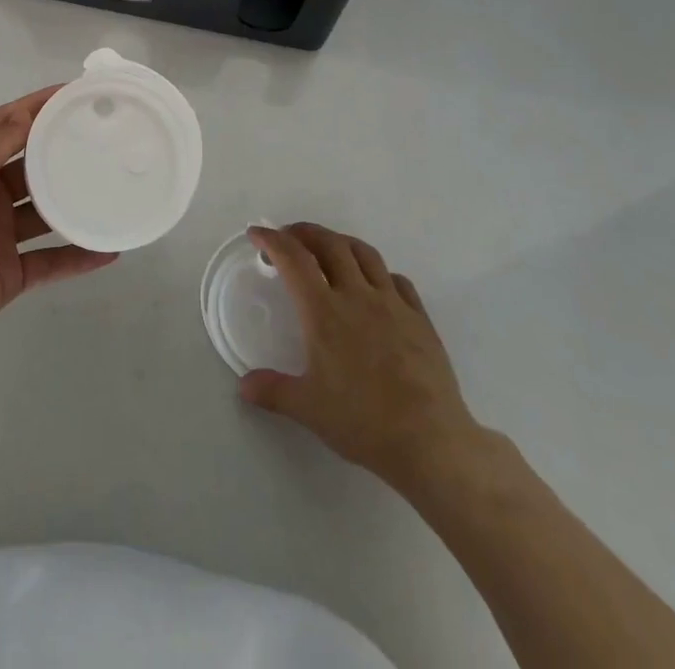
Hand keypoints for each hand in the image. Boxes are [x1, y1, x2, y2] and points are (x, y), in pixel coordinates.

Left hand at [0, 86, 117, 354]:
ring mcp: (0, 236)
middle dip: (61, 153)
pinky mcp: (11, 274)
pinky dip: (78, 258)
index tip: (72, 93)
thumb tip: (29, 113)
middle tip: (102, 139)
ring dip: (73, 205)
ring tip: (111, 189)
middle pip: (31, 168)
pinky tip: (109, 249)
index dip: (36, 108)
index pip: (7, 126)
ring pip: (45, 215)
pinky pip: (52, 262)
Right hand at [240, 223, 483, 500]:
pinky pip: (397, 280)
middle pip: (329, 244)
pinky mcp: (419, 318)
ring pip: (364, 253)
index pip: (293, 259)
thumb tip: (243, 385)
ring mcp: (392, 303)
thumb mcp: (308, 409)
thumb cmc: (363, 422)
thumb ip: (272, 391)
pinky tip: (375, 285)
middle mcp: (356, 295)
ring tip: (329, 248)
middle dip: (305, 232)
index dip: (272, 240)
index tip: (257, 233)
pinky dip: (379, 272)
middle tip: (290, 236)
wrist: (430, 441)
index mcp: (324, 311)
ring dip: (341, 242)